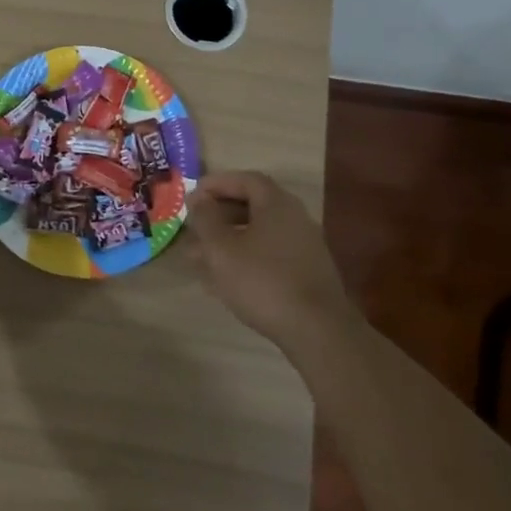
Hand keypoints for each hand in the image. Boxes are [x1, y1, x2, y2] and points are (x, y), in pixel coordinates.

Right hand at [184, 171, 353, 354]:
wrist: (317, 331)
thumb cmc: (262, 281)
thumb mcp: (221, 248)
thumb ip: (206, 218)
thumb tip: (198, 197)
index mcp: (276, 204)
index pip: (245, 180)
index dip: (217, 183)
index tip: (193, 195)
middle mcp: (294, 218)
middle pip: (253, 206)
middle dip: (219, 215)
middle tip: (194, 227)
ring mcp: (304, 247)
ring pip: (258, 234)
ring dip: (228, 240)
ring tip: (198, 257)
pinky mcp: (306, 274)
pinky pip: (269, 255)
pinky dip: (245, 258)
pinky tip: (224, 280)